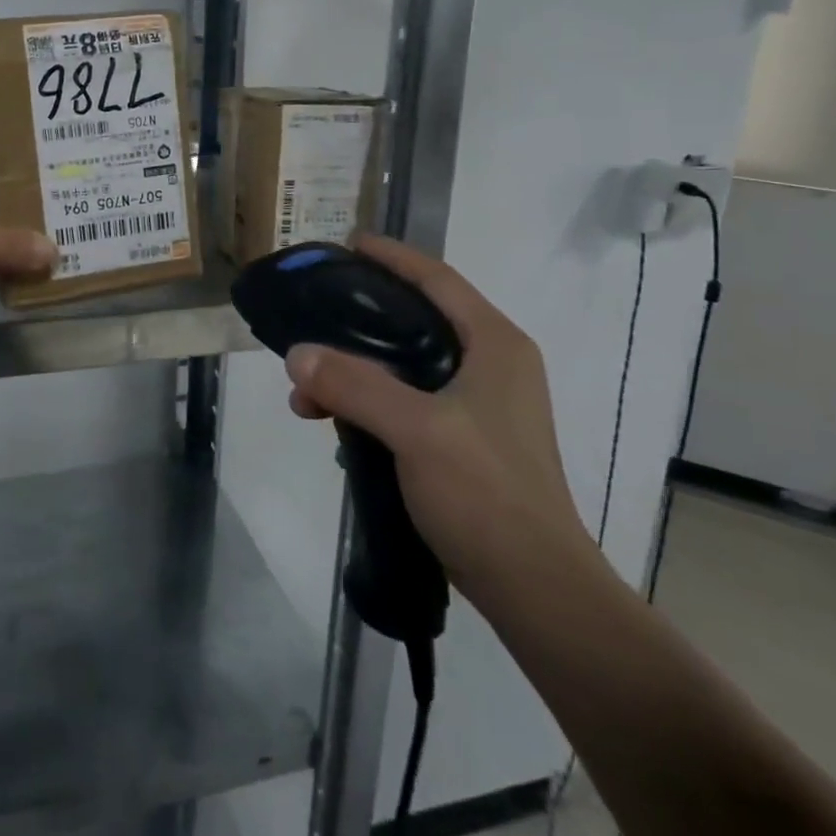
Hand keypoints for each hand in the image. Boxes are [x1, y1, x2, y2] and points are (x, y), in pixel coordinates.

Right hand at [284, 235, 590, 594]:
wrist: (537, 590)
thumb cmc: (487, 494)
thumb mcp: (416, 430)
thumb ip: (355, 385)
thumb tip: (297, 354)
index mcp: (494, 345)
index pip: (437, 278)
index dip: (392, 257)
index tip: (347, 245)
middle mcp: (492, 365)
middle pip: (416, 320)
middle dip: (359, 320)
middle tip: (313, 318)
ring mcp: (482, 405)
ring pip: (406, 365)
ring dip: (356, 371)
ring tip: (308, 392)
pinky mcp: (467, 440)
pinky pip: (408, 400)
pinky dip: (369, 402)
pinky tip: (334, 421)